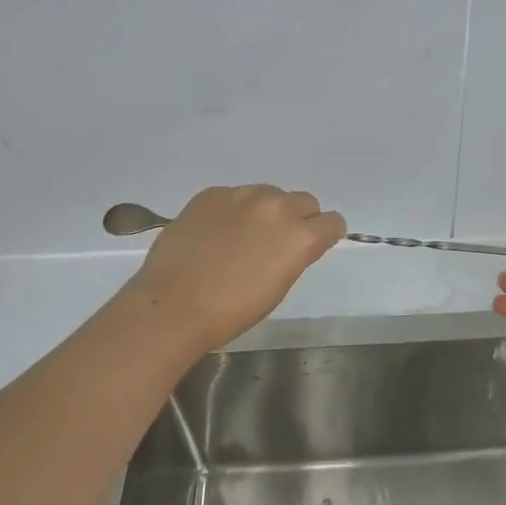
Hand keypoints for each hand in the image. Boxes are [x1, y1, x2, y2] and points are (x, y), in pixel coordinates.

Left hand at [123, 185, 345, 353]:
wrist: (173, 305)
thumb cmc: (232, 310)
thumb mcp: (279, 285)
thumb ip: (295, 254)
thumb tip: (292, 242)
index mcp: (300, 236)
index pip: (332, 222)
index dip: (325, 234)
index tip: (314, 245)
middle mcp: (277, 207)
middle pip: (304, 201)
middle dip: (298, 218)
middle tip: (276, 242)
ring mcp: (242, 195)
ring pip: (269, 194)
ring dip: (265, 211)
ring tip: (241, 236)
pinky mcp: (211, 194)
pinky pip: (234, 196)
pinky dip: (232, 211)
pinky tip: (214, 234)